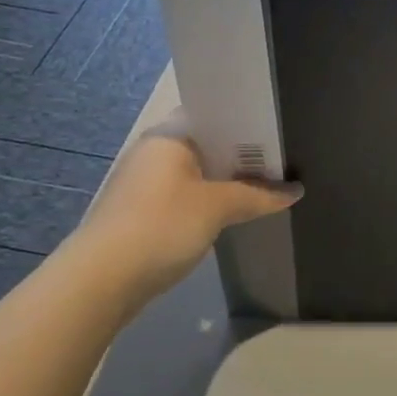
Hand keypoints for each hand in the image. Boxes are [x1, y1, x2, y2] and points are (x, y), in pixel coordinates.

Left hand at [69, 117, 301, 296]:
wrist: (100, 282)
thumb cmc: (162, 225)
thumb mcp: (218, 207)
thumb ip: (259, 195)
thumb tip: (296, 191)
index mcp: (169, 135)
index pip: (214, 113)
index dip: (247, 120)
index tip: (278, 130)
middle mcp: (154, 151)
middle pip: (208, 143)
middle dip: (242, 154)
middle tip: (281, 160)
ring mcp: (144, 184)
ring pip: (197, 172)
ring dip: (226, 181)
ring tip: (265, 185)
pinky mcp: (140, 213)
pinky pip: (184, 196)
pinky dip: (208, 201)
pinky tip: (232, 212)